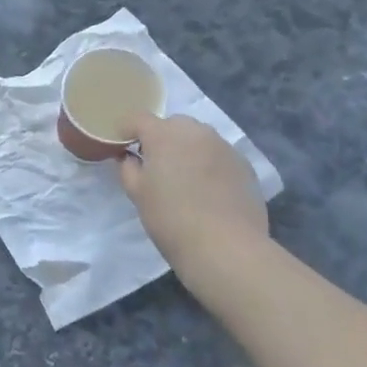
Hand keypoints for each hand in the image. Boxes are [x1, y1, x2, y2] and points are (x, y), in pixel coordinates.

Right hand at [119, 114, 268, 266]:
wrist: (225, 247)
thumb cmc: (171, 218)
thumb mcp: (137, 194)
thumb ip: (128, 169)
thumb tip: (130, 158)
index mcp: (164, 134)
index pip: (138, 118)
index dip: (126, 130)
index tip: (122, 147)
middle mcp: (196, 132)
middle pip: (172, 124)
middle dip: (161, 138)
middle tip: (155, 165)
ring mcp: (224, 147)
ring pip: (198, 138)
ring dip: (187, 150)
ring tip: (184, 178)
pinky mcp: (244, 165)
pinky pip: (218, 155)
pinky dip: (209, 164)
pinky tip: (208, 191)